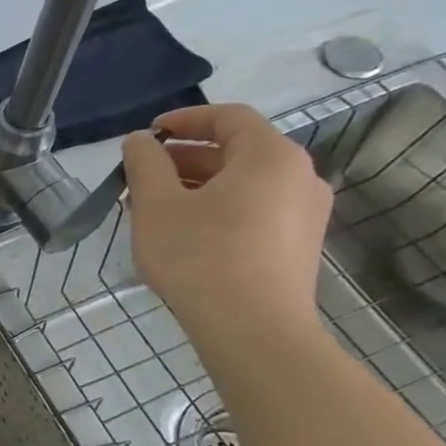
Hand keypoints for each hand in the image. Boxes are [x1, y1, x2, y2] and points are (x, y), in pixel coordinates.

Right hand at [121, 103, 332, 345]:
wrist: (253, 329)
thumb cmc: (200, 257)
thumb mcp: (156, 204)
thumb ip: (145, 163)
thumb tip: (140, 141)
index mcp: (269, 156)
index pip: (228, 116)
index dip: (184, 119)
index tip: (147, 135)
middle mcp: (299, 176)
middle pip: (237, 150)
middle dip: (184, 158)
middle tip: (140, 177)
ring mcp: (305, 212)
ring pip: (244, 183)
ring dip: (197, 185)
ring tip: (154, 208)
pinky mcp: (298, 244)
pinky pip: (254, 209)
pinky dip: (217, 208)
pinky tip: (184, 234)